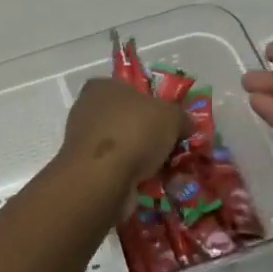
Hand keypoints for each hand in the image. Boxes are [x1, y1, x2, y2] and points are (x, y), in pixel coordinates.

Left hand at [57, 78, 187, 198]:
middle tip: (178, 148)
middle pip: (132, 120)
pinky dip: (137, 176)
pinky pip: (120, 168)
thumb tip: (186, 125)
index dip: (157, 103)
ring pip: (128, 146)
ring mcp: (86, 141)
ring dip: (149, 159)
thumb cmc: (134, 131)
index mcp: (103, 87)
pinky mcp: (88, 169)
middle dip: (155, 136)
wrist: (101, 178)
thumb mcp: (171, 115)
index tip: (175, 121)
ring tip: (173, 170)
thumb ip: (181, 116)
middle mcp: (89, 110)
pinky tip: (157, 184)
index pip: (133, 89)